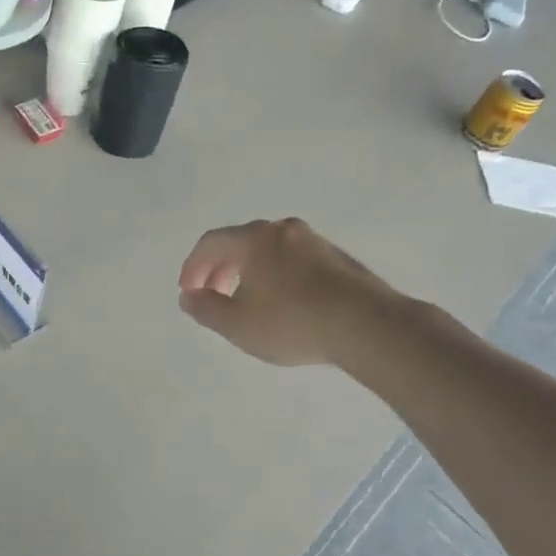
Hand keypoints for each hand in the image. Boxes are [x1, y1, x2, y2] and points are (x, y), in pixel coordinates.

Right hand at [178, 218, 389, 366]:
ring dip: (248, 272)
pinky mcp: (337, 257)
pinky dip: (275, 275)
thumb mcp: (237, 325)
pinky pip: (292, 259)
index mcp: (254, 239)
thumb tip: (189, 296)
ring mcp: (314, 241)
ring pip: (268, 250)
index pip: (210, 243)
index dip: (192, 267)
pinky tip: (282, 303)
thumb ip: (206, 309)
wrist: (367, 325)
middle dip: (219, 269)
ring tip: (246, 302)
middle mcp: (282, 230)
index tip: (188, 293)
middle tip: (213, 297)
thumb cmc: (293, 322)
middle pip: (239, 242)